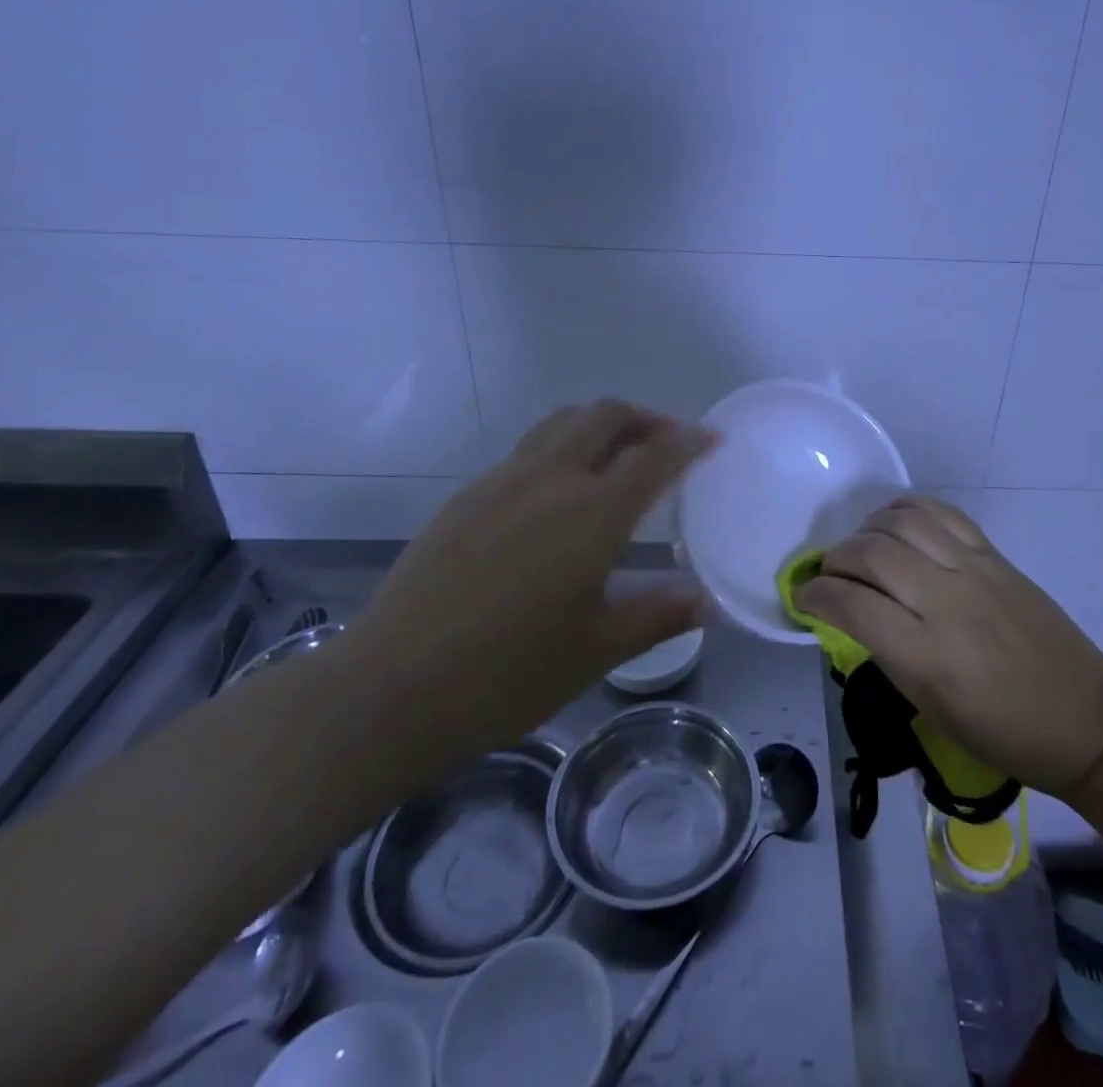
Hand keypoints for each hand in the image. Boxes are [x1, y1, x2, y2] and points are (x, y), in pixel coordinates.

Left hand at [349, 401, 716, 771]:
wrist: (392, 688)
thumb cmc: (508, 675)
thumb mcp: (597, 650)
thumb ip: (658, 614)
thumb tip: (710, 601)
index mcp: (592, 514)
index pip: (653, 456)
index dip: (688, 441)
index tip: (711, 438)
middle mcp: (550, 480)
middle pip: (604, 416)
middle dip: (644, 417)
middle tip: (667, 440)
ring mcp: (501, 482)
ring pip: (560, 423)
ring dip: (599, 424)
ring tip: (618, 453)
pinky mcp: (466, 496)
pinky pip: (526, 449)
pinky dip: (560, 446)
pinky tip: (559, 492)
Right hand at [795, 494, 1102, 796]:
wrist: (1084, 717)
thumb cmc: (1002, 732)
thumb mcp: (931, 709)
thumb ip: (887, 654)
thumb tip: (851, 613)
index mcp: (928, 654)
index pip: (851, 605)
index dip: (816, 595)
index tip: (803, 596)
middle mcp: (947, 601)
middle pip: (871, 553)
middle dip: (835, 559)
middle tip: (830, 576)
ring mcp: (974, 570)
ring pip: (902, 522)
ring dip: (867, 529)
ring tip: (861, 548)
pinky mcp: (994, 555)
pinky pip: (942, 513)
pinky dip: (907, 509)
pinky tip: (895, 524)